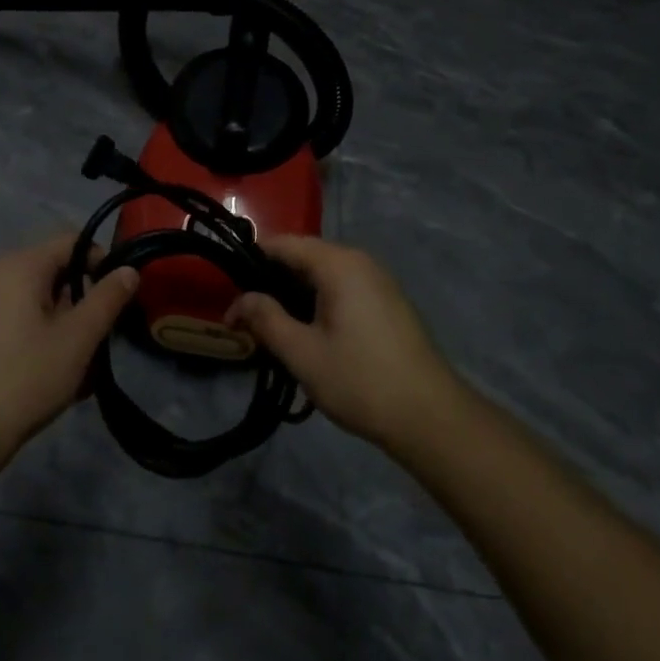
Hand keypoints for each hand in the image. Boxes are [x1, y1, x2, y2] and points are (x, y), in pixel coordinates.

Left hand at [0, 235, 139, 459]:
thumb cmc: (24, 378)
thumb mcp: (78, 339)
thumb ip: (107, 299)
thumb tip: (129, 269)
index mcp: (20, 265)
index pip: (72, 241)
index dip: (101, 262)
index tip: (116, 299)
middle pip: (54, 272)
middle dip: (82, 303)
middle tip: (99, 341)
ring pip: (37, 302)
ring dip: (63, 327)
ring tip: (78, 369)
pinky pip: (16, 321)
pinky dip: (38, 339)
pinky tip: (48, 377)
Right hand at [225, 237, 459, 450]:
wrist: (431, 417)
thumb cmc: (361, 381)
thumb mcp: (302, 353)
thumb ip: (266, 319)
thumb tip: (239, 301)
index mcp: (338, 263)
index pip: (283, 243)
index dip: (250, 262)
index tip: (228, 291)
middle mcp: (360, 261)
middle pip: (303, 256)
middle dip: (271, 281)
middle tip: (246, 316)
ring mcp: (378, 281)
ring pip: (323, 274)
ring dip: (295, 295)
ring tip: (272, 329)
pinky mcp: (387, 302)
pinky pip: (342, 288)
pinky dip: (318, 302)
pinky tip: (308, 334)